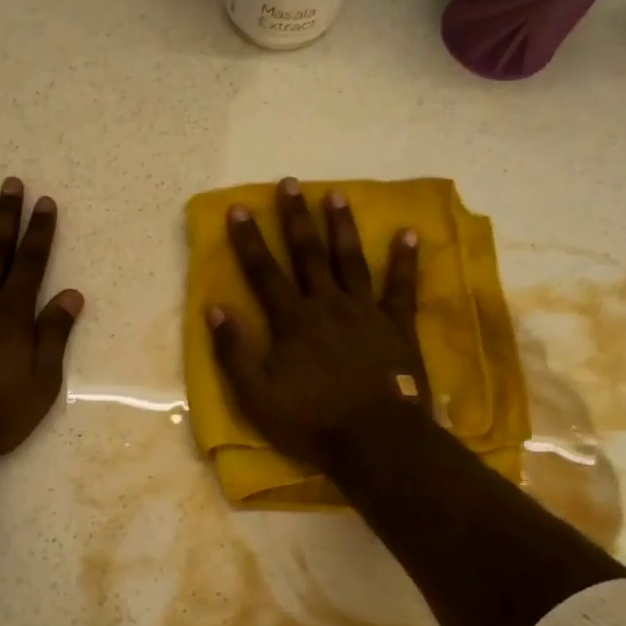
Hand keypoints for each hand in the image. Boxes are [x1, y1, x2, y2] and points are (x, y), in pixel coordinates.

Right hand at [207, 178, 429, 472]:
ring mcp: (366, 313)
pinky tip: (409, 235)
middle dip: (296, 218)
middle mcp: (327, 306)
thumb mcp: (256, 395)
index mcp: (292, 321)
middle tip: (290, 183)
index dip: (249, 240)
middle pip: (308, 254)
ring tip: (336, 194)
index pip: (264, 272)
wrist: (376, 442)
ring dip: (341, 226)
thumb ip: (234, 352)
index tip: (240, 209)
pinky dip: (404, 261)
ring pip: (351, 260)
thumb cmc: (311, 421)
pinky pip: (401, 287)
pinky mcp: (397, 327)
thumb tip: (215, 310)